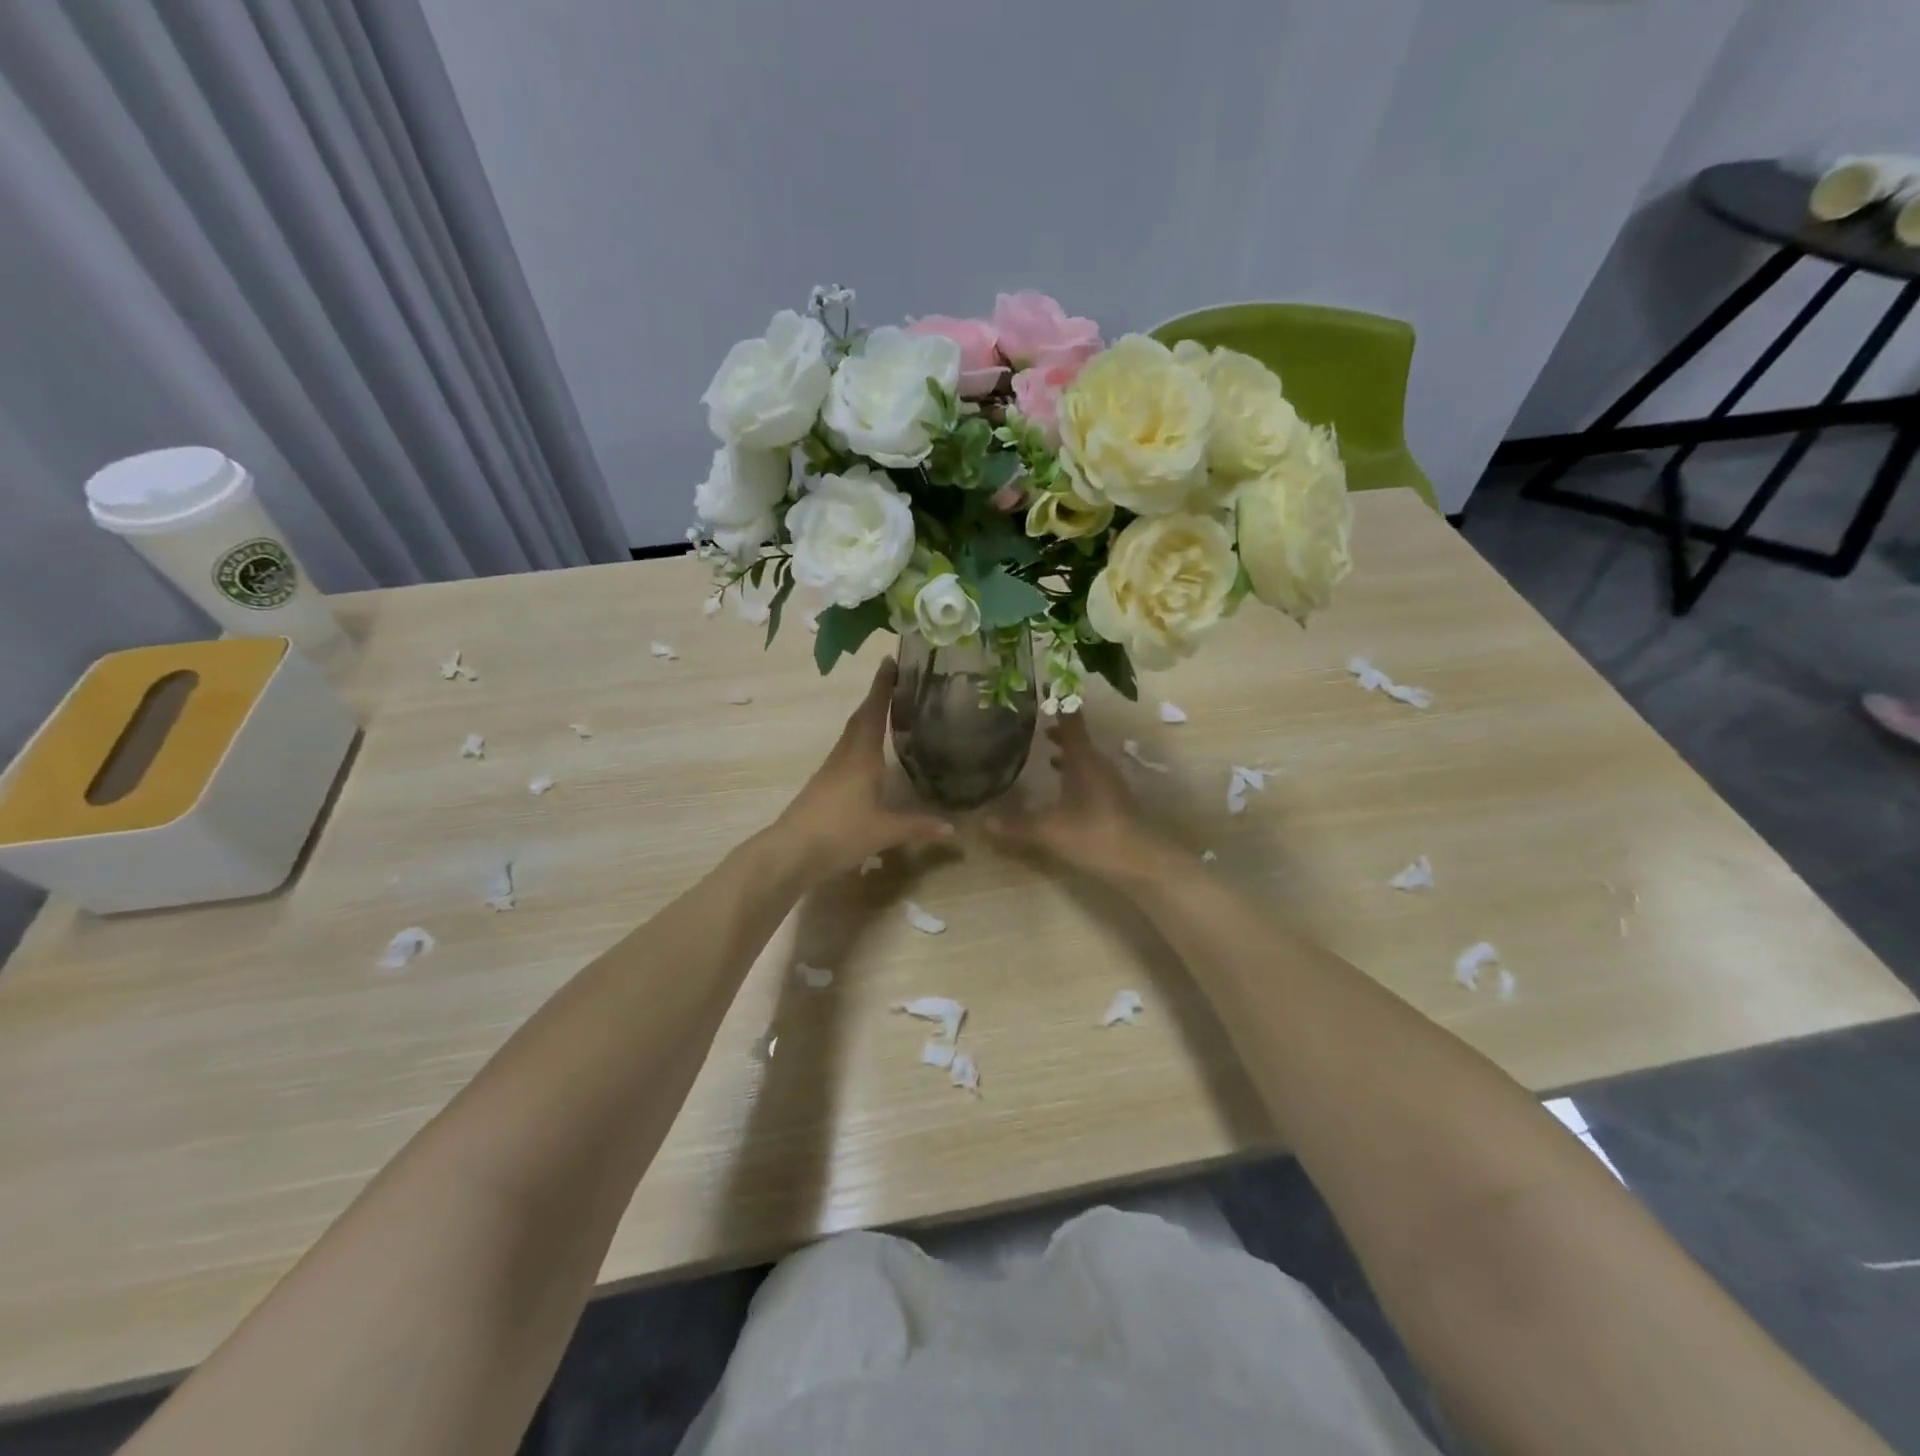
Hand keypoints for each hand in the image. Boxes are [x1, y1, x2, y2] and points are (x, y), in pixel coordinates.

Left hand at [773, 659, 954, 878]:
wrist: (791, 852)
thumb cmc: (840, 832)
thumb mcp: (885, 831)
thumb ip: (918, 827)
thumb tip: (953, 829)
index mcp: (862, 756)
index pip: (874, 712)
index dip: (882, 686)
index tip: (889, 660)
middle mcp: (845, 755)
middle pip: (861, 718)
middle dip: (877, 697)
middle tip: (895, 680)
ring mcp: (831, 770)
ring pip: (851, 734)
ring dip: (868, 718)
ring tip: (888, 711)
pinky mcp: (823, 784)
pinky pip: (846, 752)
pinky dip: (860, 741)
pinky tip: (869, 754)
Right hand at [986, 711, 1170, 882]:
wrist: (1142, 861)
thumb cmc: (1094, 834)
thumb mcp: (1050, 830)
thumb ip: (1017, 824)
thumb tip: (982, 821)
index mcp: (1084, 759)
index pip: (1070, 723)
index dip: (1059, 705)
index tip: (1046, 687)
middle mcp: (1098, 764)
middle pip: (1078, 739)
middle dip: (1058, 731)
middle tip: (1036, 723)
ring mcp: (1109, 782)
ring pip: (1085, 759)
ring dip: (1068, 753)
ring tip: (1046, 752)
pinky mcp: (1113, 800)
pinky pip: (1090, 776)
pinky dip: (1075, 772)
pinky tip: (1063, 787)